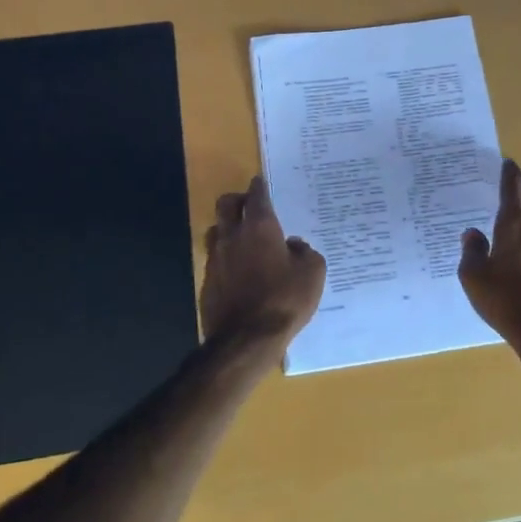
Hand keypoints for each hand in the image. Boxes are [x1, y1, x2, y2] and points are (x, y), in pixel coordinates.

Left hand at [199, 176, 326, 349]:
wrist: (246, 339)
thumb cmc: (285, 300)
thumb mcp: (313, 273)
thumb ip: (305, 252)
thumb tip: (294, 245)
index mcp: (260, 227)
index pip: (257, 195)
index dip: (260, 186)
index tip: (261, 182)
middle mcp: (233, 236)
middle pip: (226, 204)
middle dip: (237, 199)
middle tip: (249, 204)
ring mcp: (216, 259)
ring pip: (216, 230)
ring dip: (228, 228)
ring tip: (242, 237)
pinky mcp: (208, 281)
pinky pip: (216, 259)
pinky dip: (226, 258)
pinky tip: (239, 270)